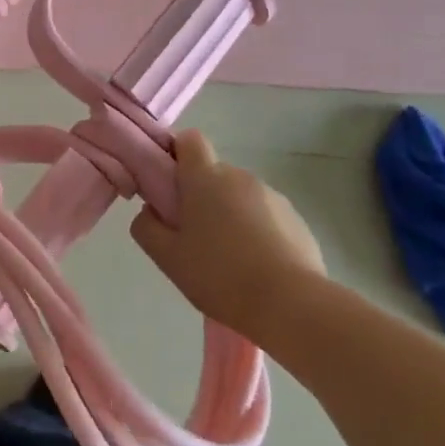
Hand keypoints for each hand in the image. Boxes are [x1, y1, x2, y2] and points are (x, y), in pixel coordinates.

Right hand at [130, 130, 326, 334]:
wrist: (291, 305)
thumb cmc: (220, 275)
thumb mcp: (167, 257)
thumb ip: (146, 227)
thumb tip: (151, 212)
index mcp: (206, 178)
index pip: (189, 140)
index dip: (176, 155)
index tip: (169, 186)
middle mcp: (240, 177)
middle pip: (214, 173)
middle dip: (201, 196)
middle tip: (193, 236)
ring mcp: (273, 198)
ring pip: (240, 197)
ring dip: (230, 215)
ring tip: (228, 259)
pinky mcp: (297, 221)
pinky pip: (266, 217)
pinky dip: (257, 232)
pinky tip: (256, 268)